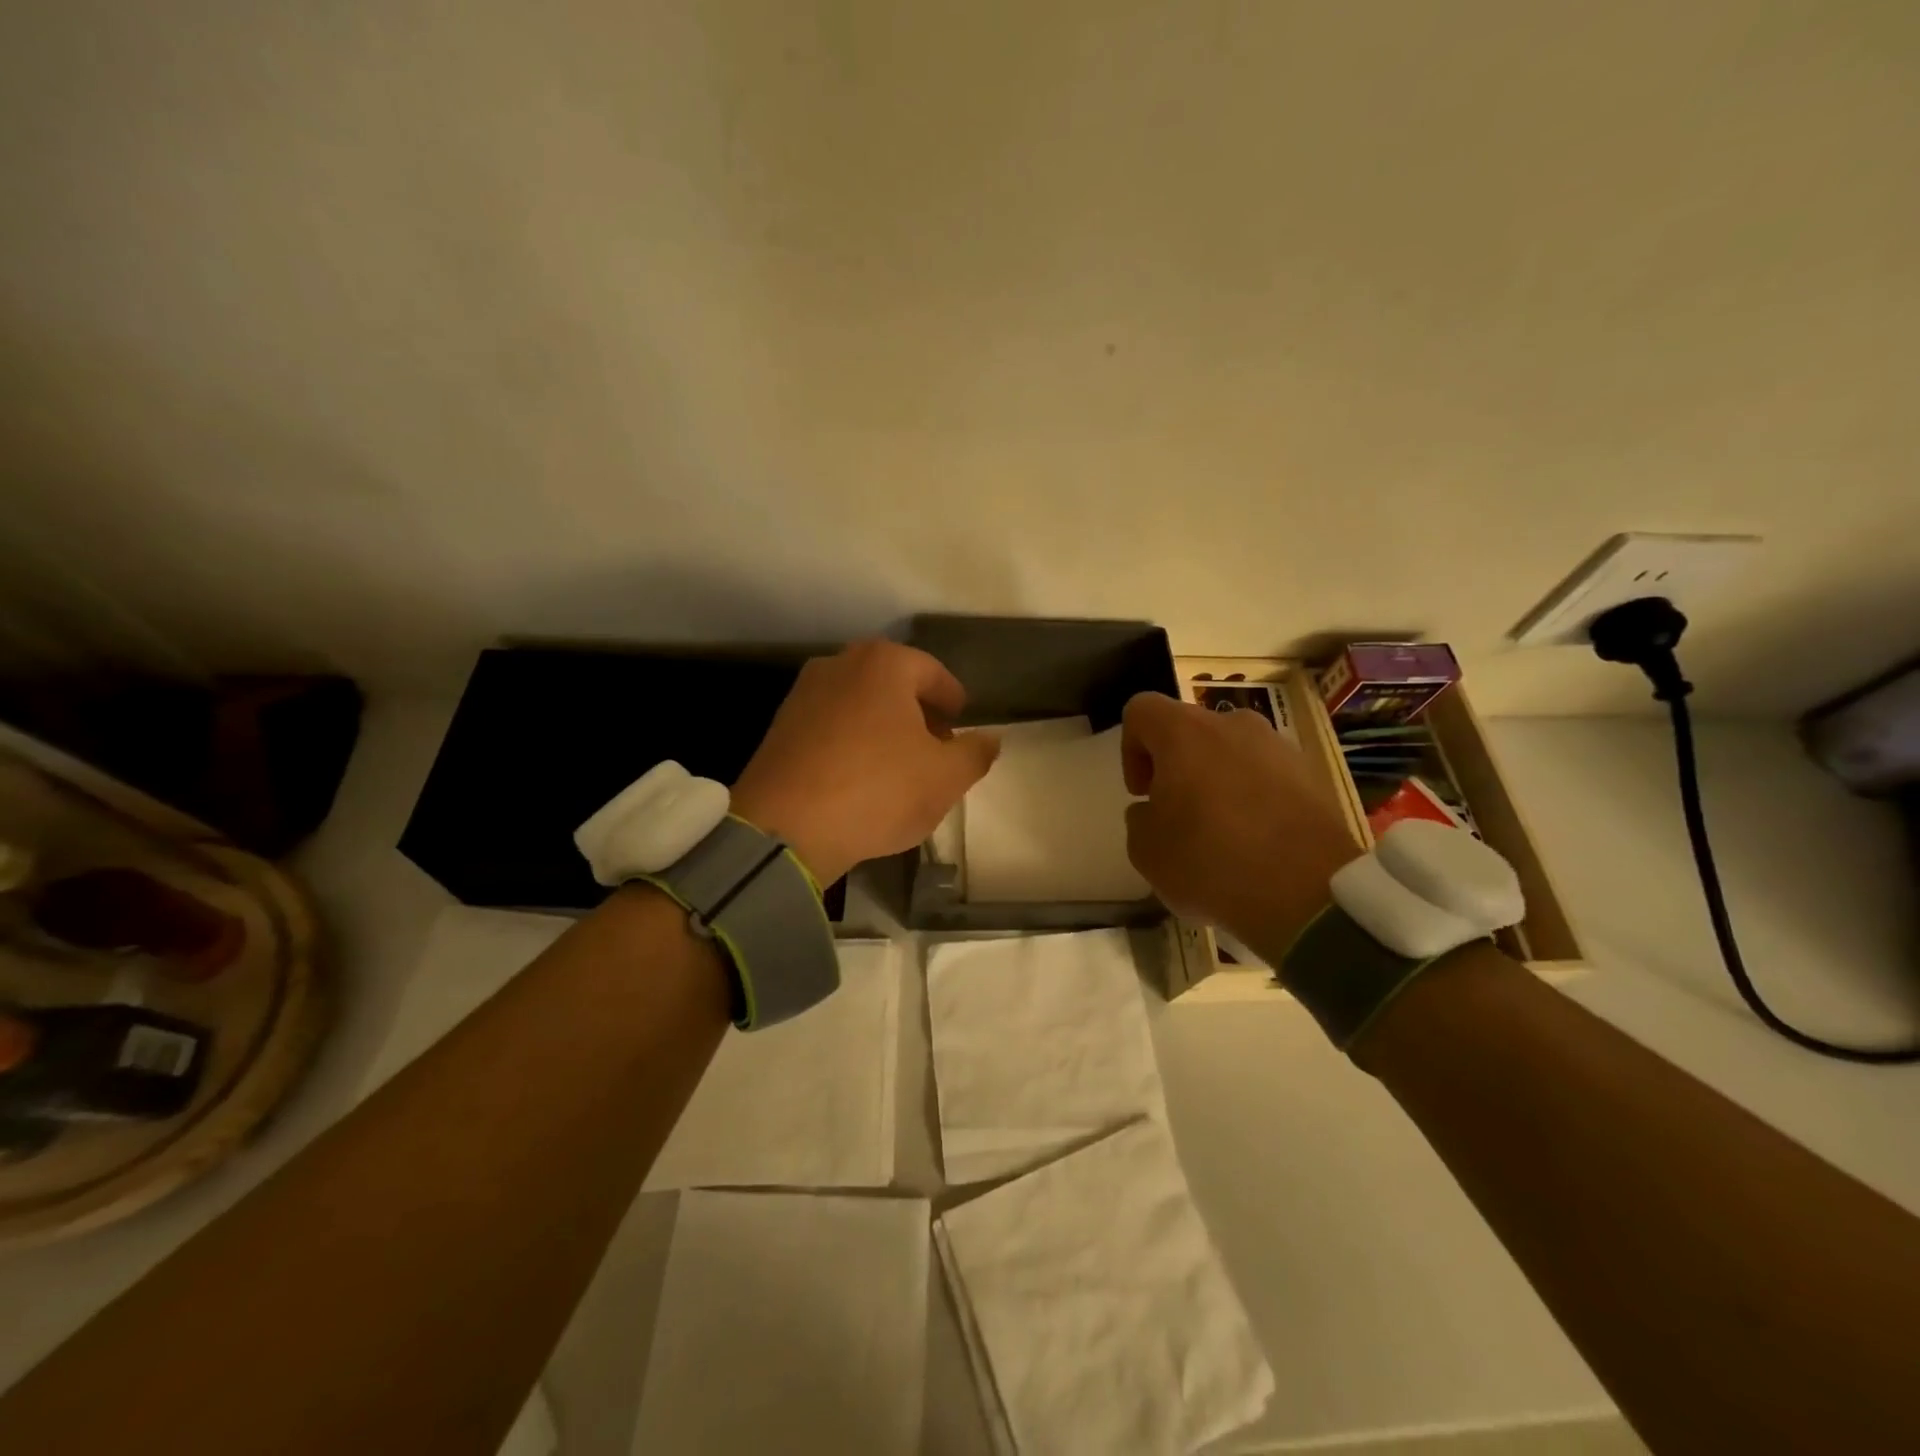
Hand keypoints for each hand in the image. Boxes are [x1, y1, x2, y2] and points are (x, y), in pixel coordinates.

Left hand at [731, 641, 1000, 882]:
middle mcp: (840, 664)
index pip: (934, 674)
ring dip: (884, 728)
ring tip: (899, 767)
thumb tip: (990, 739)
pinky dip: (852, 743)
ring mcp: (804, 693)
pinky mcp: (780, 727)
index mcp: (884, 664)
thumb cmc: (878, 790)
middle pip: (894, 685)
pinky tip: (859, 778)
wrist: (785, 827)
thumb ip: (976, 753)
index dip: (954, 701)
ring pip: (860, 705)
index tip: (962, 726)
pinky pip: (831, 727)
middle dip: (919, 714)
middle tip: (936, 748)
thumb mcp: (946, 778)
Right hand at [1121, 692, 1360, 956]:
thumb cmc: (1211, 862)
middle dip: (1177, 767)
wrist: (1309, 893)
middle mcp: (1233, 725)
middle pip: (1190, 731)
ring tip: (1220, 833)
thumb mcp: (1145, 851)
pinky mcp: (1312, 776)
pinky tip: (1255, 843)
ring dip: (1217, 781)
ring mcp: (1279, 747)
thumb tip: (1155, 810)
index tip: (1143, 794)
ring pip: (1231, 753)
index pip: (1141, 710)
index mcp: (1184, 732)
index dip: (1131, 749)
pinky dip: (1254, 799)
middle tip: (1177, 814)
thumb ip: (1140, 819)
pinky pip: (1267, 777)